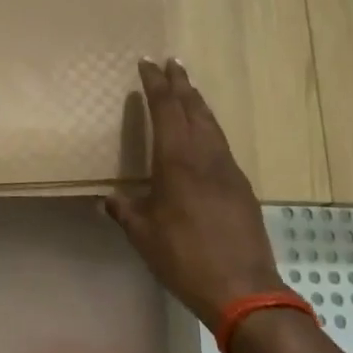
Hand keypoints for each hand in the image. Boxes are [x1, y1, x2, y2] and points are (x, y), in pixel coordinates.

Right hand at [105, 59, 286, 327]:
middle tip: (172, 63)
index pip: (166, 110)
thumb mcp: (144, 235)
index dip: (156, 84)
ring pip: (212, 125)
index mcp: (177, 161)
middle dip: (181, 84)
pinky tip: (206, 136)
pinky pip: (222, 145)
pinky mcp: (242, 188)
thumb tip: (109, 200)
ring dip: (198, 103)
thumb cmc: (184, 258)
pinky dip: (210, 128)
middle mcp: (206, 157)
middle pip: (194, 109)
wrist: (243, 289)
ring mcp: (228, 171)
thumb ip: (126, 211)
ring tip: (189, 89)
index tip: (147, 64)